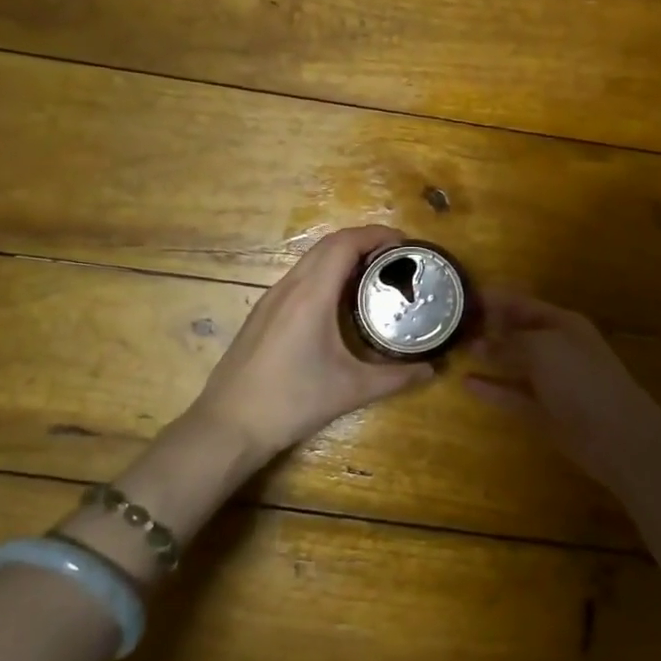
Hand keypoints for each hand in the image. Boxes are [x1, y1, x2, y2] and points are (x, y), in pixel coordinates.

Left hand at [193, 225, 434, 459]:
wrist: (229, 425)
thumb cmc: (291, 402)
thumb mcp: (350, 390)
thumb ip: (395, 377)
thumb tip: (431, 369)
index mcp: (311, 295)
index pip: (345, 244)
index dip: (376, 235)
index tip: (405, 244)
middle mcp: (289, 287)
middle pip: (328, 245)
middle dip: (364, 241)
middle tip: (395, 259)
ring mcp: (271, 299)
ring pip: (310, 260)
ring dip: (342, 257)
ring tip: (373, 276)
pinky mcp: (263, 314)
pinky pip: (299, 278)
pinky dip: (325, 274)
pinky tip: (339, 303)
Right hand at [464, 292, 660, 486]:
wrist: (616, 435)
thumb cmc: (580, 379)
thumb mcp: (542, 348)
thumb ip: (509, 343)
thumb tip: (480, 343)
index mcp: (563, 324)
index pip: (524, 304)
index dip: (496, 299)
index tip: (464, 297)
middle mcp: (557, 348)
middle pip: (519, 332)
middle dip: (490, 327)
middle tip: (452, 324)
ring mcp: (551, 381)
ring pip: (514, 363)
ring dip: (488, 357)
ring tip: (456, 349)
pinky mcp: (543, 411)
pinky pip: (512, 394)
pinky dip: (491, 388)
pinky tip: (465, 382)